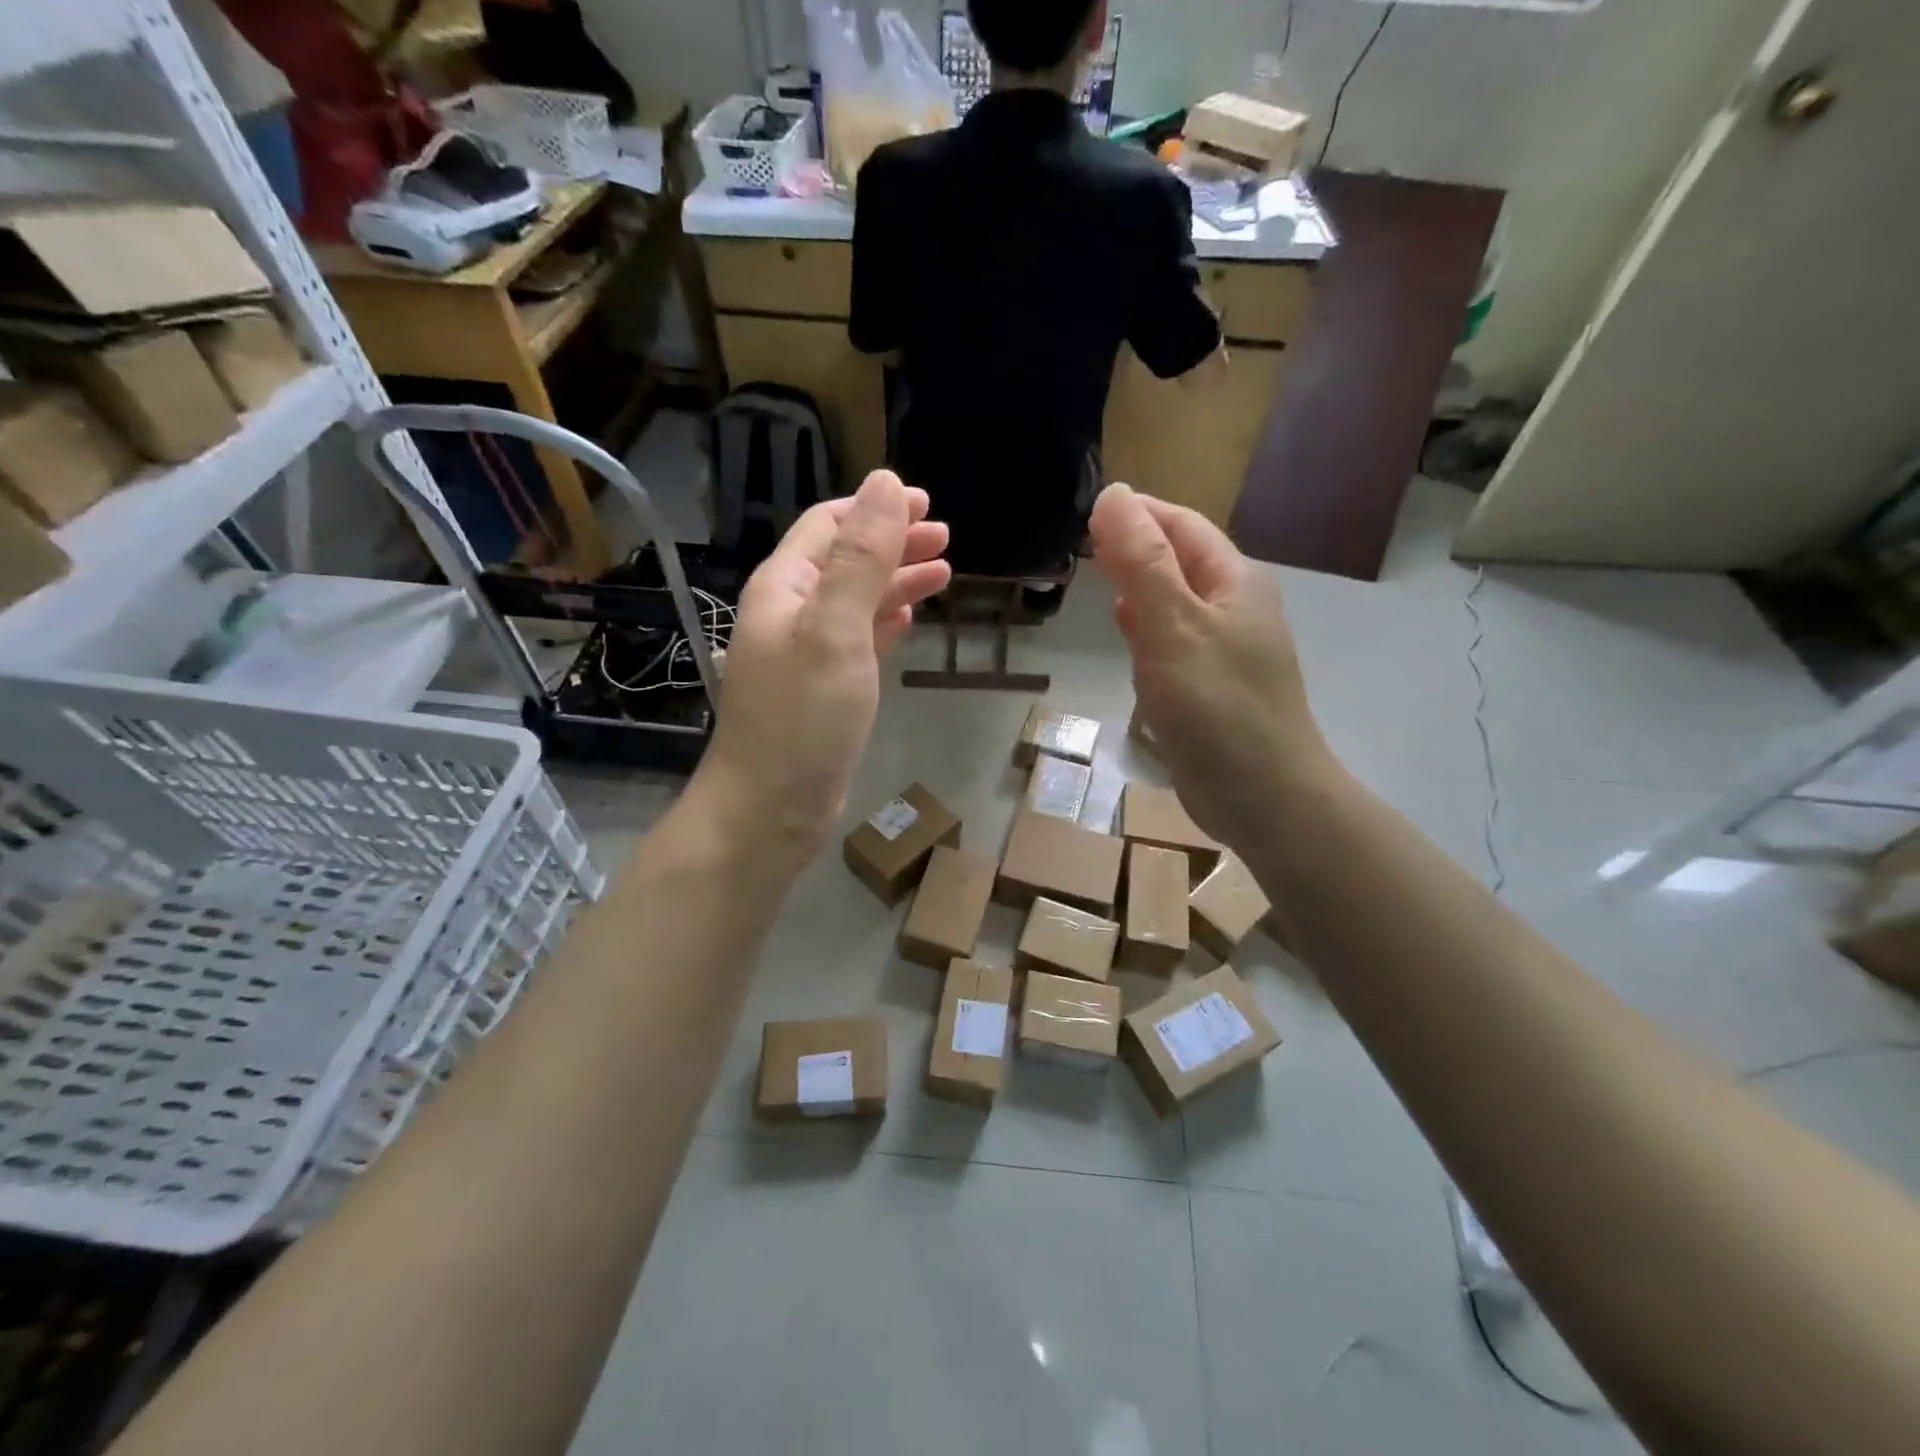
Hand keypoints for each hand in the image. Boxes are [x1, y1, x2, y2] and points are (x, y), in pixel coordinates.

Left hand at [696, 470, 950, 860]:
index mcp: (784, 588)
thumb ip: (861, 558)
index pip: (828, 525)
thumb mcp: (835, 630)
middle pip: (844, 560)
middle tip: (947, 539)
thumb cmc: (803, 719)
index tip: (928, 504)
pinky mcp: (822, 690)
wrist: (770, 810)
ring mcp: (805, 654)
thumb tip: (885, 483)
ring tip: (943, 574)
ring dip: (895, 582)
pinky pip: (856, 640)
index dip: (876, 508)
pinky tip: (908, 620)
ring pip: (855, 601)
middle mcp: (790, 613)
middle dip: (894, 543)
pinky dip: (884, 623)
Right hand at [1089, 483, 1334, 847]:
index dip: (1137, 512)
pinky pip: (1173, 643)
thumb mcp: (1173, 624)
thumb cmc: (1216, 705)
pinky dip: (1147, 631)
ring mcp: (1224, 650)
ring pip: (1174, 603)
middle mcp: (1235, 608)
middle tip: (1084, 545)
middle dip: (1135, 547)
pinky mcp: (1210, 688)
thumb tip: (1113, 495)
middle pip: (1179, 561)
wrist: (1261, 795)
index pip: (1181, 525)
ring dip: (1140, 587)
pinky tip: (1127, 637)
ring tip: (1098, 581)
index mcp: (1235, 580)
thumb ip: (1141, 561)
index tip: (1088, 511)